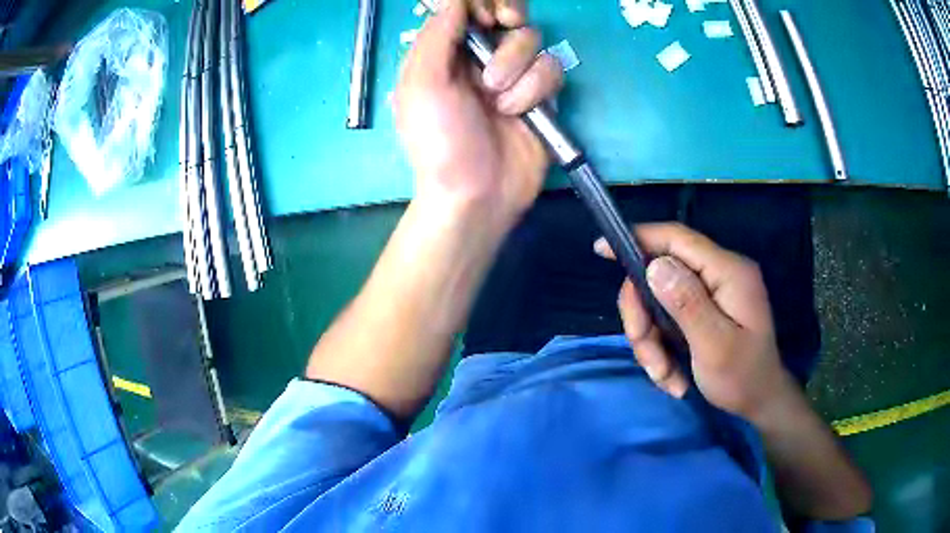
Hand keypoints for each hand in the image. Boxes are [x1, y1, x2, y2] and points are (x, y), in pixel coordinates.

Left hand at [394, 0, 562, 226]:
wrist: (477, 194)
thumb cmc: (440, 141)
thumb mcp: (422, 85)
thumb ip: (437, 36)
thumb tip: (456, 1)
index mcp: (445, 51)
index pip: (466, 6)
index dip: (480, 2)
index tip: (482, 16)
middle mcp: (479, 55)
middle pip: (506, 10)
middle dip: (508, 11)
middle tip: (504, 23)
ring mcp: (512, 73)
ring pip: (530, 38)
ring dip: (516, 65)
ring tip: (497, 100)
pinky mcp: (540, 93)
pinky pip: (551, 68)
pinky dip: (536, 89)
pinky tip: (520, 113)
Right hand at [594, 223, 790, 421]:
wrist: (760, 402)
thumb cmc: (743, 378)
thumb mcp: (715, 346)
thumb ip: (687, 304)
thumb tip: (654, 265)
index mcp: (727, 272)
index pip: (677, 239)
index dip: (639, 238)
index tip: (601, 250)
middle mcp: (718, 274)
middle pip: (660, 275)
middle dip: (644, 317)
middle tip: (646, 355)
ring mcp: (710, 293)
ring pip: (658, 302)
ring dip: (651, 341)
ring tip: (664, 376)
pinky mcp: (702, 310)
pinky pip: (666, 319)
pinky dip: (661, 348)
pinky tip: (672, 375)